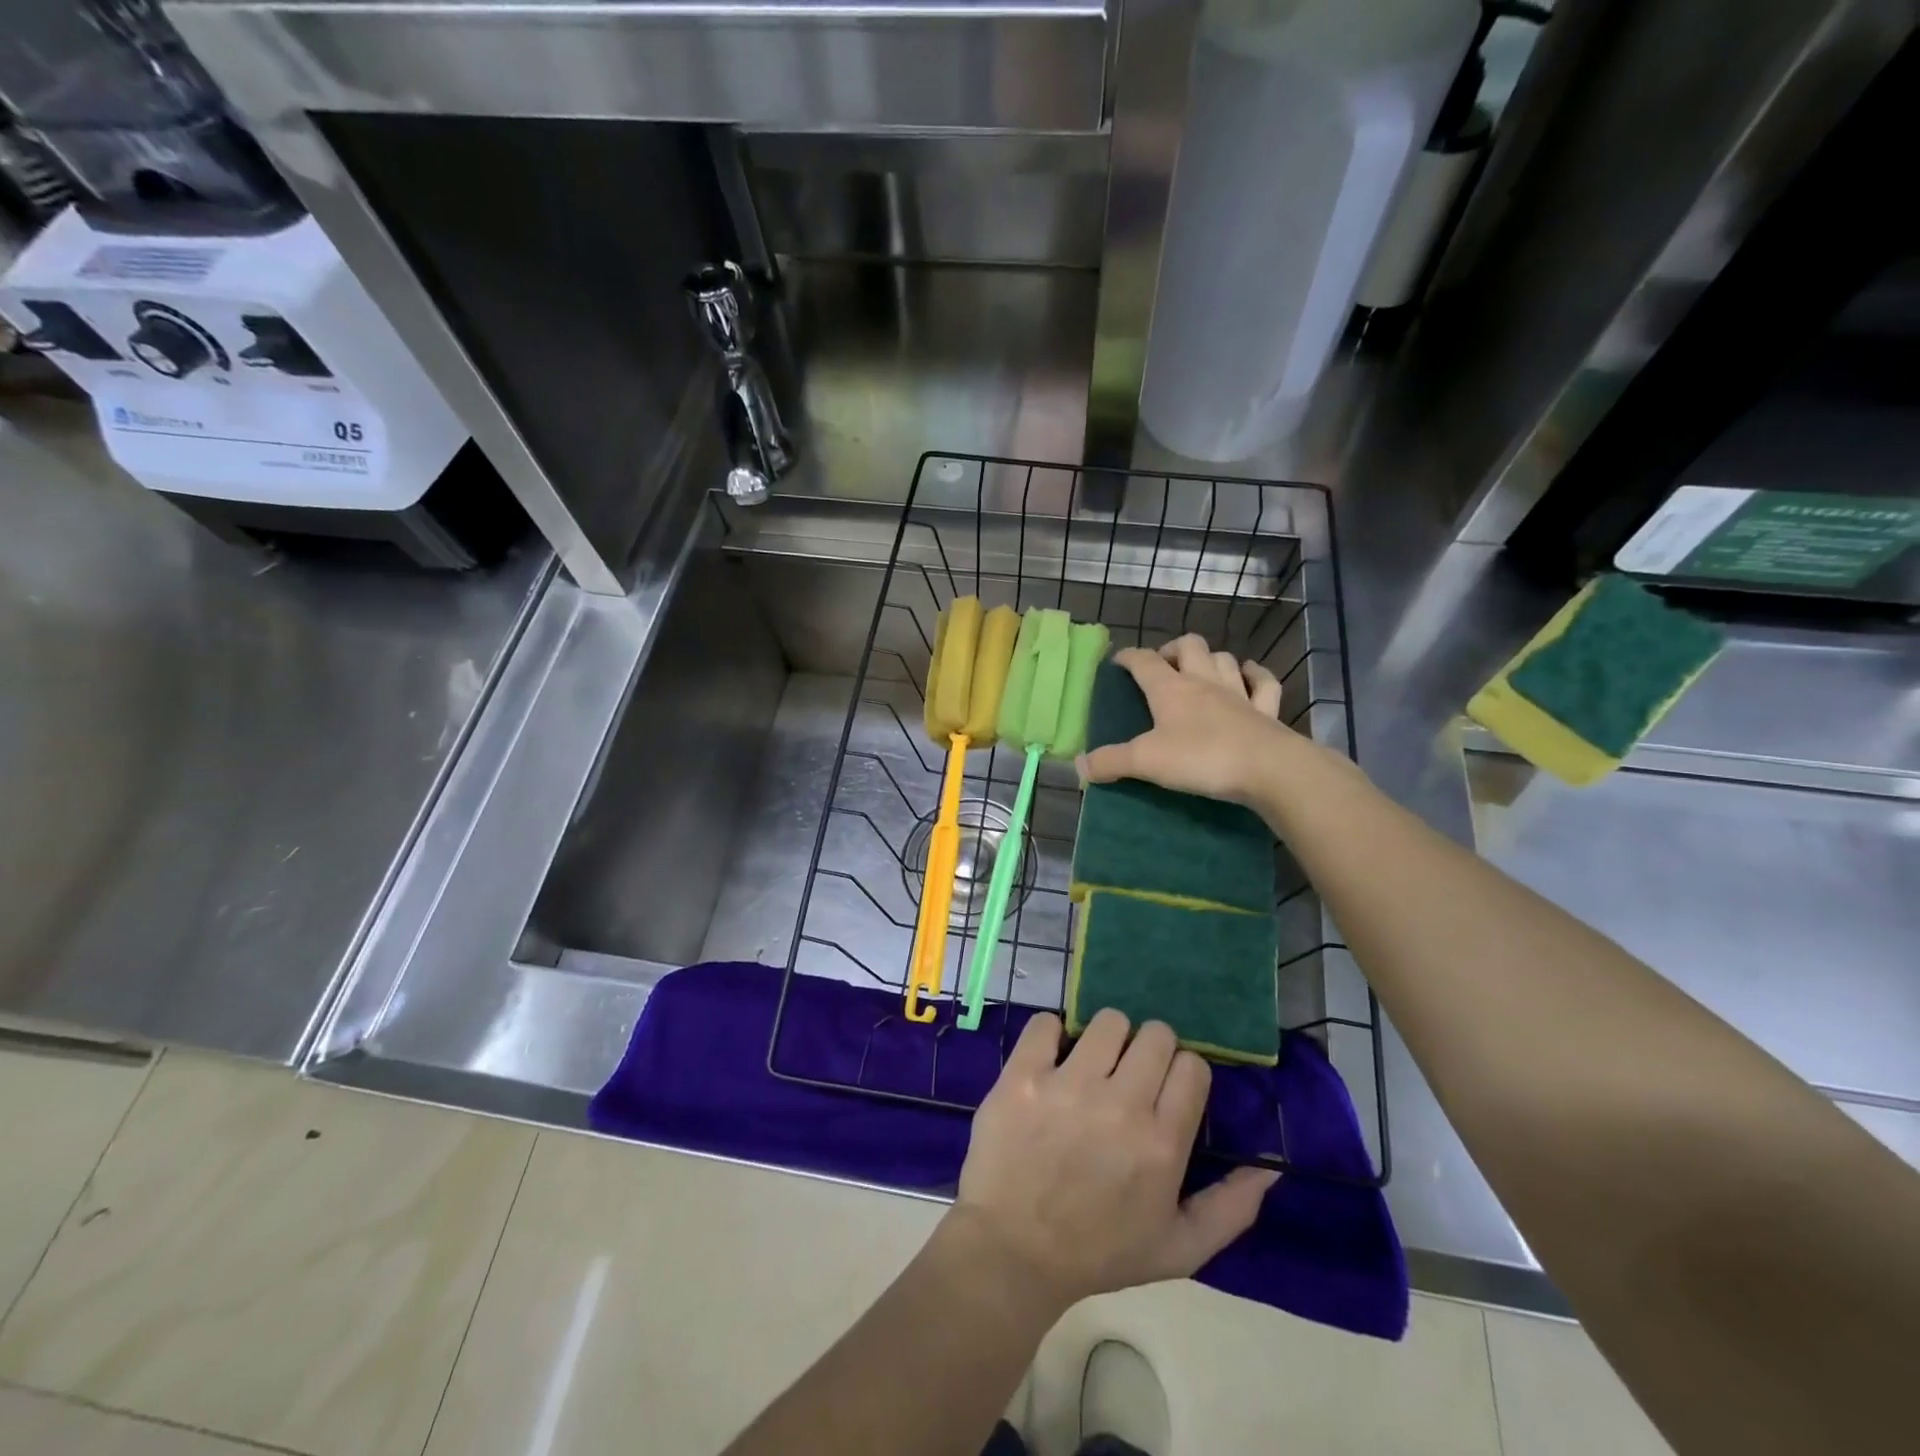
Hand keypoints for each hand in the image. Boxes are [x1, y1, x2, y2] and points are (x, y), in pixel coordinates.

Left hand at [952, 1010, 1277, 1310]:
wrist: (1012, 1252)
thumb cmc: (1098, 1252)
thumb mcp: (1179, 1250)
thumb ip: (1231, 1209)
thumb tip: (1269, 1167)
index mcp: (1161, 1143)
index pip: (1192, 1065)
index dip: (1181, 1073)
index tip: (1164, 1090)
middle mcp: (1120, 1105)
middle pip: (1155, 1034)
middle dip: (1148, 1050)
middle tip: (1128, 1076)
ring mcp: (1067, 1085)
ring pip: (1108, 1021)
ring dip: (1106, 1039)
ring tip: (1091, 1066)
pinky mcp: (1023, 1075)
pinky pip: (1046, 1023)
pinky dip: (1051, 1034)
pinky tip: (1050, 1059)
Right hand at [1077, 634, 1305, 805]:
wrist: (1269, 769)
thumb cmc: (1201, 758)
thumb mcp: (1146, 762)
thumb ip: (1111, 762)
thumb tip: (1078, 766)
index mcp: (1171, 689)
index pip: (1144, 661)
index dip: (1129, 657)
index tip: (1118, 661)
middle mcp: (1204, 682)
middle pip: (1189, 646)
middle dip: (1173, 649)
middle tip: (1162, 665)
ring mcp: (1239, 693)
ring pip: (1223, 659)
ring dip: (1210, 659)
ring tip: (1200, 670)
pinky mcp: (1266, 710)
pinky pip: (1263, 683)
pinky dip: (1254, 675)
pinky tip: (1249, 675)